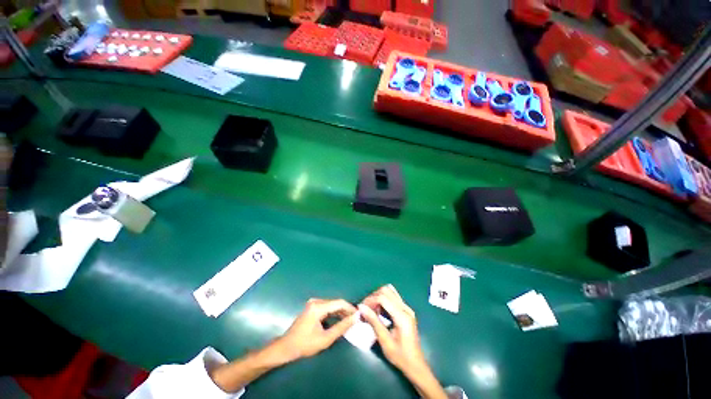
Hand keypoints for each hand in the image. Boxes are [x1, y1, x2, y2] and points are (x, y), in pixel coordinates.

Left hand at [274, 298, 357, 362]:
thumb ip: (341, 327)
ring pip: (332, 305)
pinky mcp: (312, 307)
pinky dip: (334, 313)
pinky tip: (339, 320)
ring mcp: (313, 303)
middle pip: (335, 303)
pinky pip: (327, 307)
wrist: (286, 347)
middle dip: (346, 311)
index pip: (339, 303)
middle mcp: (316, 301)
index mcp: (318, 307)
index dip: (350, 308)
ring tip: (349, 321)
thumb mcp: (325, 338)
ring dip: (340, 312)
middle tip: (355, 319)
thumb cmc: (305, 344)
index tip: (359, 315)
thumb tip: (355, 318)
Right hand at [359, 285, 425, 372]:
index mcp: (402, 316)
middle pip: (386, 291)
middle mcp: (406, 308)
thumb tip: (361, 307)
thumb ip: (373, 321)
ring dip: (378, 297)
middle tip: (365, 308)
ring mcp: (407, 308)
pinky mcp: (406, 310)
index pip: (383, 298)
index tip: (361, 308)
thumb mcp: (385, 340)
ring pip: (390, 292)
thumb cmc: (400, 356)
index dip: (370, 300)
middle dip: (373, 297)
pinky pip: (393, 297)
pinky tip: (379, 309)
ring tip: (371, 309)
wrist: (415, 365)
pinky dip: (384, 299)